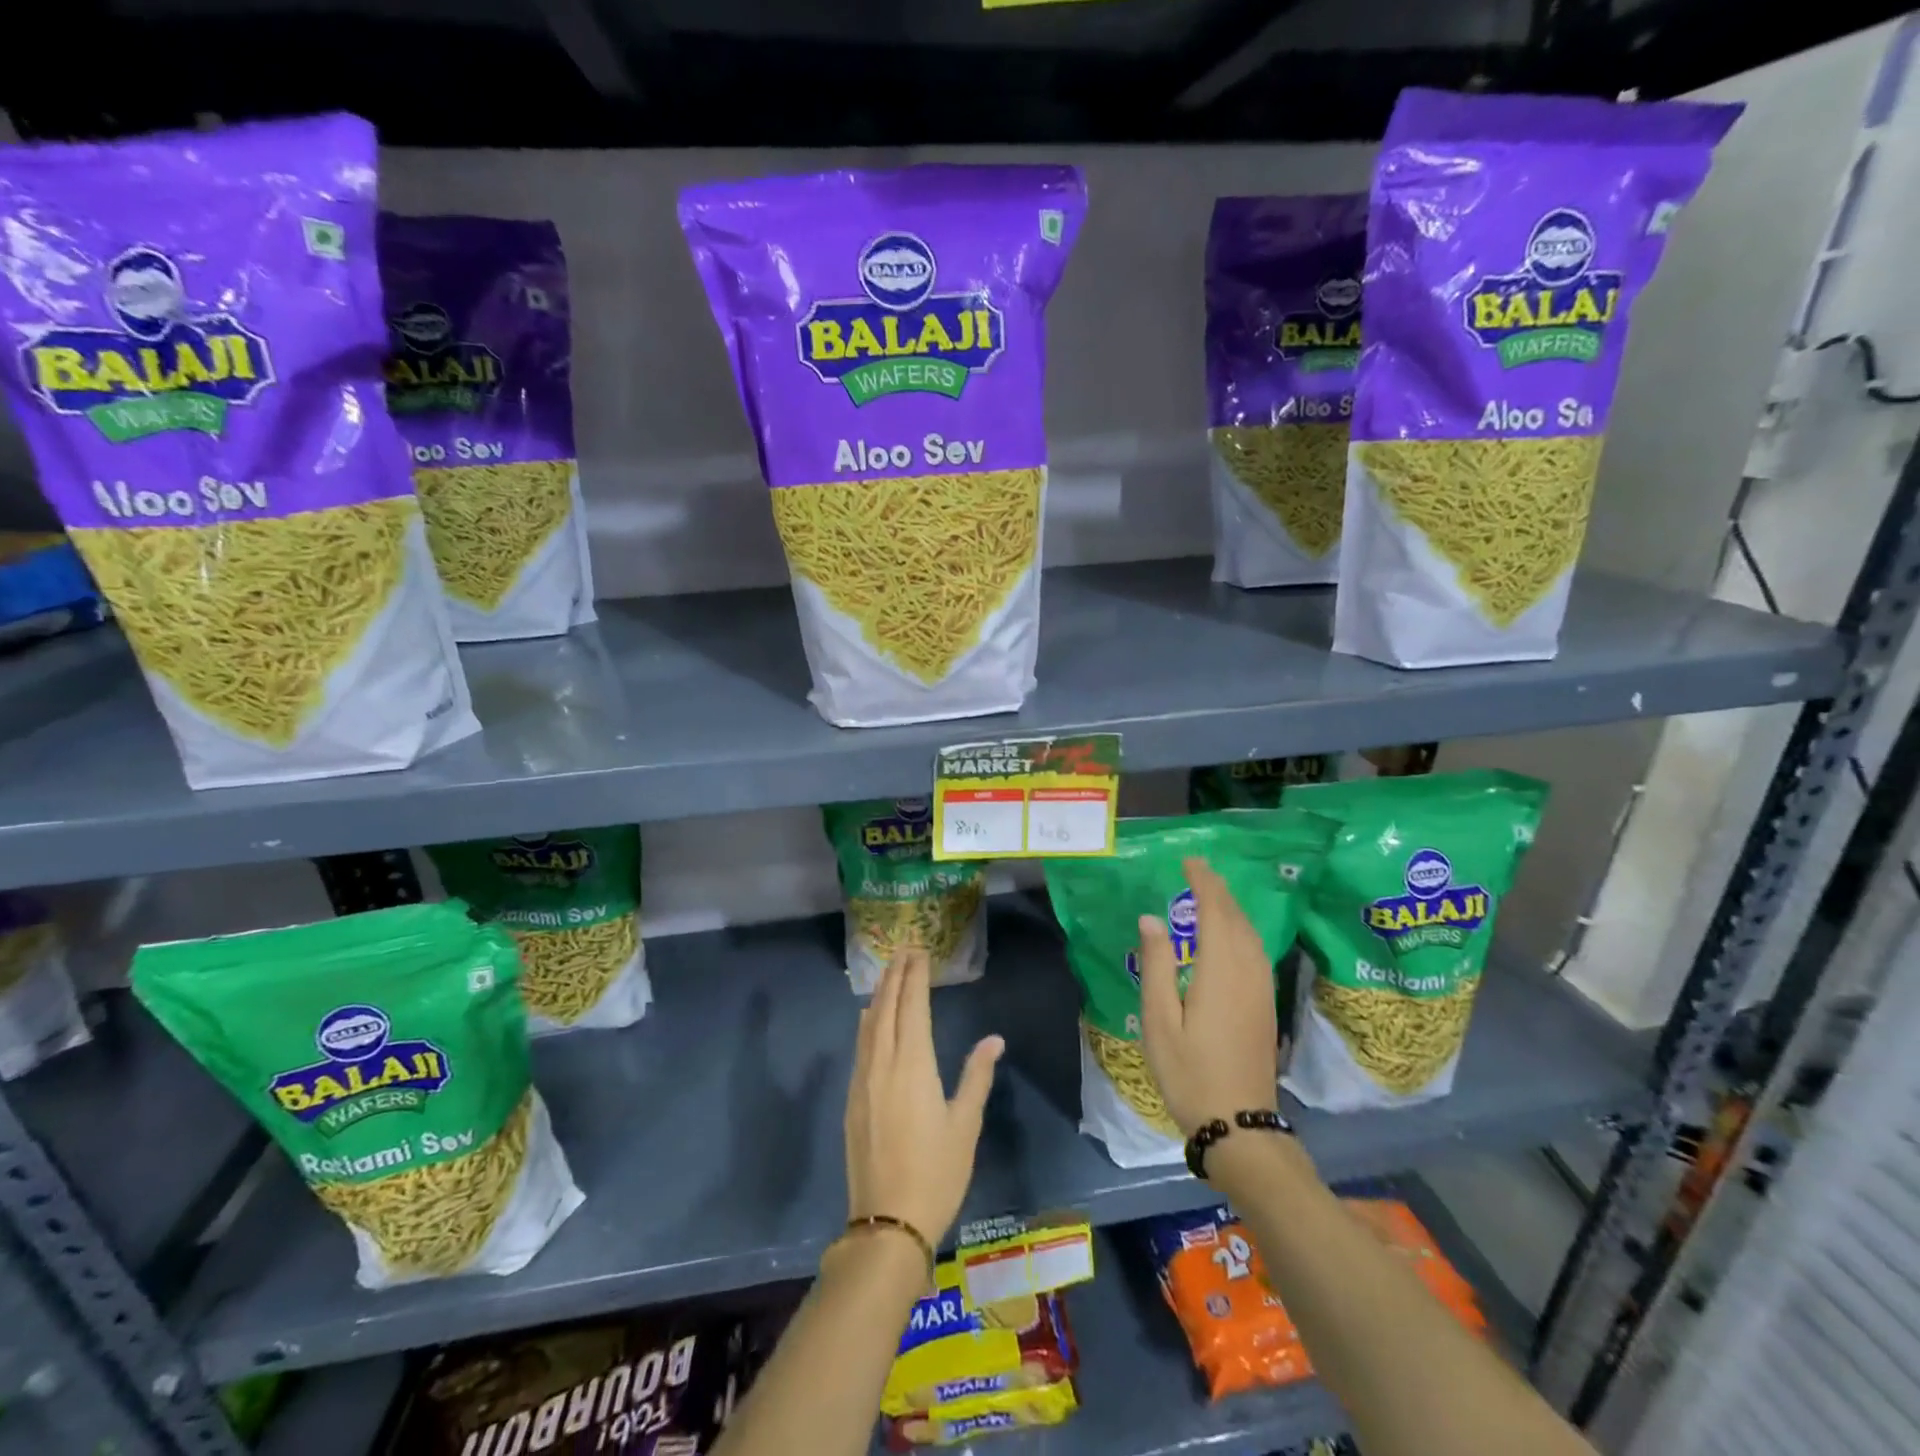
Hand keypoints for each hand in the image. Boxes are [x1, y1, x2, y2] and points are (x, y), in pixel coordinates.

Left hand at [844, 948, 1003, 1246]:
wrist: (886, 1223)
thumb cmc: (936, 1173)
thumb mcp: (965, 1124)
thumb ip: (977, 1076)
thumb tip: (993, 1038)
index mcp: (913, 1064)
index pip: (912, 1006)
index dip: (915, 976)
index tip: (920, 951)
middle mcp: (882, 1063)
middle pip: (886, 1007)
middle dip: (895, 975)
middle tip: (904, 950)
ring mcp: (862, 1081)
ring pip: (868, 1025)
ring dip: (880, 994)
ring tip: (888, 974)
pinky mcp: (851, 1099)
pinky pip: (860, 1046)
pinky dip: (868, 1022)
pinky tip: (870, 1019)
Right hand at [1135, 856, 1280, 1137]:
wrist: (1239, 1124)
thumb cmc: (1189, 1072)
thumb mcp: (1159, 1020)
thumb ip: (1157, 965)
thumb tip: (1151, 919)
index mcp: (1220, 971)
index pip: (1215, 911)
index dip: (1204, 883)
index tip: (1190, 861)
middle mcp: (1247, 972)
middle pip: (1237, 918)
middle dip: (1219, 890)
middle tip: (1197, 870)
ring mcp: (1261, 990)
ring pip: (1251, 935)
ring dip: (1233, 908)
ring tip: (1211, 894)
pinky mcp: (1266, 1005)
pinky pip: (1257, 952)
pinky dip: (1242, 930)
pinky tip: (1230, 935)